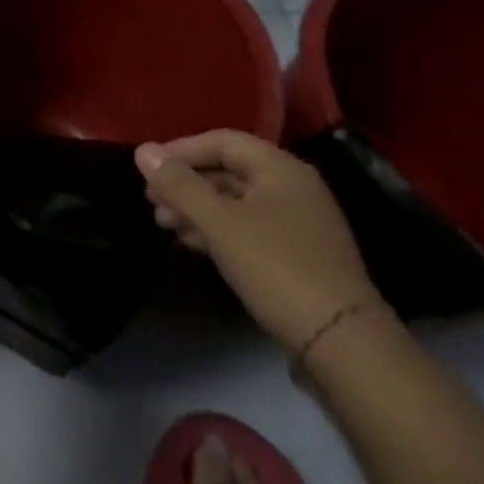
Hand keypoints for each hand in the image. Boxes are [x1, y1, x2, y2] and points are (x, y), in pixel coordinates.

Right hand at [135, 130, 384, 352]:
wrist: (340, 342)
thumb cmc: (277, 269)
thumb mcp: (220, 224)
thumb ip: (180, 185)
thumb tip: (142, 150)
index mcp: (280, 169)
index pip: (223, 141)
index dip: (182, 149)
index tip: (147, 167)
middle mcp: (291, 187)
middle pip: (228, 170)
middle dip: (186, 182)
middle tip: (150, 199)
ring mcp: (296, 222)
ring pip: (234, 201)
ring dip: (196, 207)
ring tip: (163, 222)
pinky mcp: (294, 253)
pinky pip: (245, 226)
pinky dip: (215, 229)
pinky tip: (190, 241)